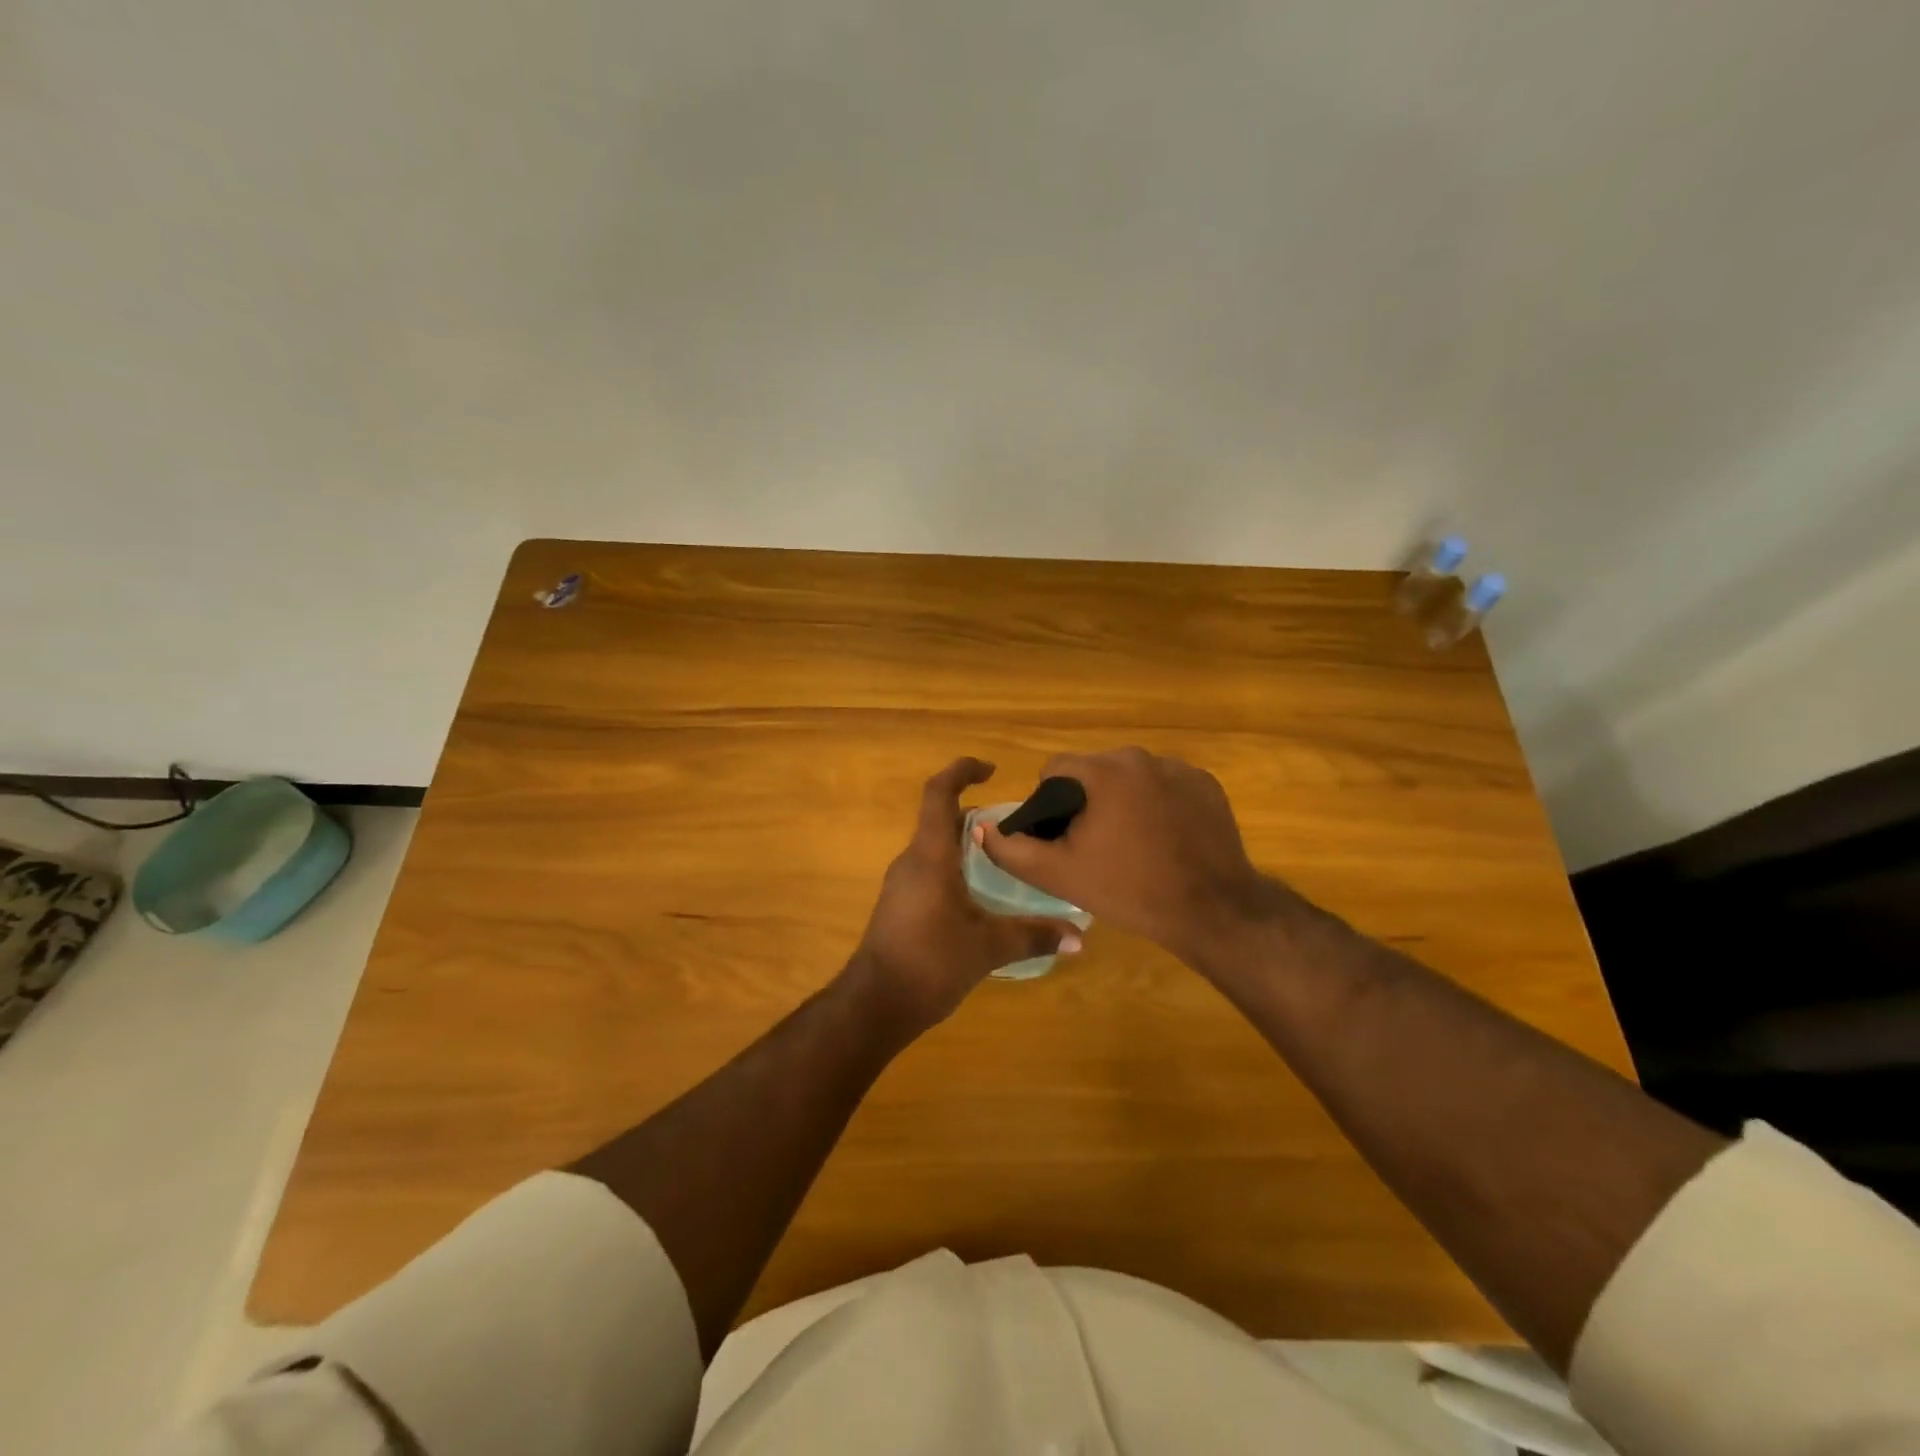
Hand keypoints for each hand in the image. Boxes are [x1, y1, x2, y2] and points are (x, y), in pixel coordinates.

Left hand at [844, 758, 1082, 1037]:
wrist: (875, 1003)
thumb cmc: (930, 961)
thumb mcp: (988, 947)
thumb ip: (1034, 936)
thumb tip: (1079, 938)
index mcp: (930, 855)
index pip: (939, 793)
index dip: (961, 771)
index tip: (991, 769)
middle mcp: (913, 860)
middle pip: (942, 820)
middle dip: (977, 815)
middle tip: (1016, 827)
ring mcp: (903, 883)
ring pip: (937, 847)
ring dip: (967, 844)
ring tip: (1007, 859)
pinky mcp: (901, 904)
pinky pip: (931, 870)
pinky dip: (957, 868)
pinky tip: (983, 896)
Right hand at [976, 747, 1281, 969]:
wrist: (1212, 910)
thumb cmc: (1129, 890)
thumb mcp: (1060, 875)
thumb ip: (1012, 849)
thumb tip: (981, 827)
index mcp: (1104, 771)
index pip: (1056, 769)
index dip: (1049, 802)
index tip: (1061, 836)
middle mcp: (1141, 757)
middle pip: (1096, 772)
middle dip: (1088, 801)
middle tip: (1096, 845)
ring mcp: (1180, 768)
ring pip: (1131, 779)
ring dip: (1123, 801)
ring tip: (1133, 845)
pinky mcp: (1207, 785)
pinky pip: (1166, 787)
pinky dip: (1158, 805)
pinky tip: (1165, 840)